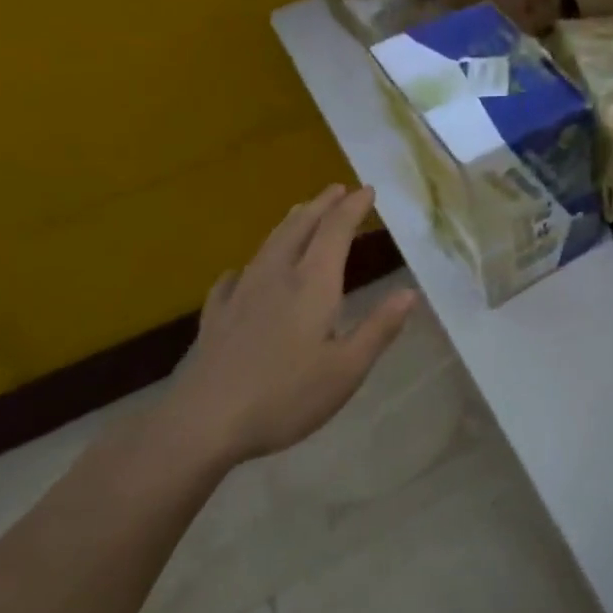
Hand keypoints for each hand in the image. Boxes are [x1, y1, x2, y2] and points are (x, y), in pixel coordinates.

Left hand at [162, 185, 416, 468]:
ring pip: (268, 246)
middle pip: (300, 228)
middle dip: (321, 206)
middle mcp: (276, 277)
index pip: (335, 231)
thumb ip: (379, 328)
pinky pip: (232, 280)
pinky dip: (245, 267)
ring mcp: (241, 295)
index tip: (367, 190)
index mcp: (312, 284)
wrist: (203, 423)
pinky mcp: (216, 318)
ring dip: (289, 224)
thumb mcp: (347, 369)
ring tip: (300, 212)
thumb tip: (409, 293)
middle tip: (337, 189)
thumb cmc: (285, 396)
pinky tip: (239, 274)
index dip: (353, 208)